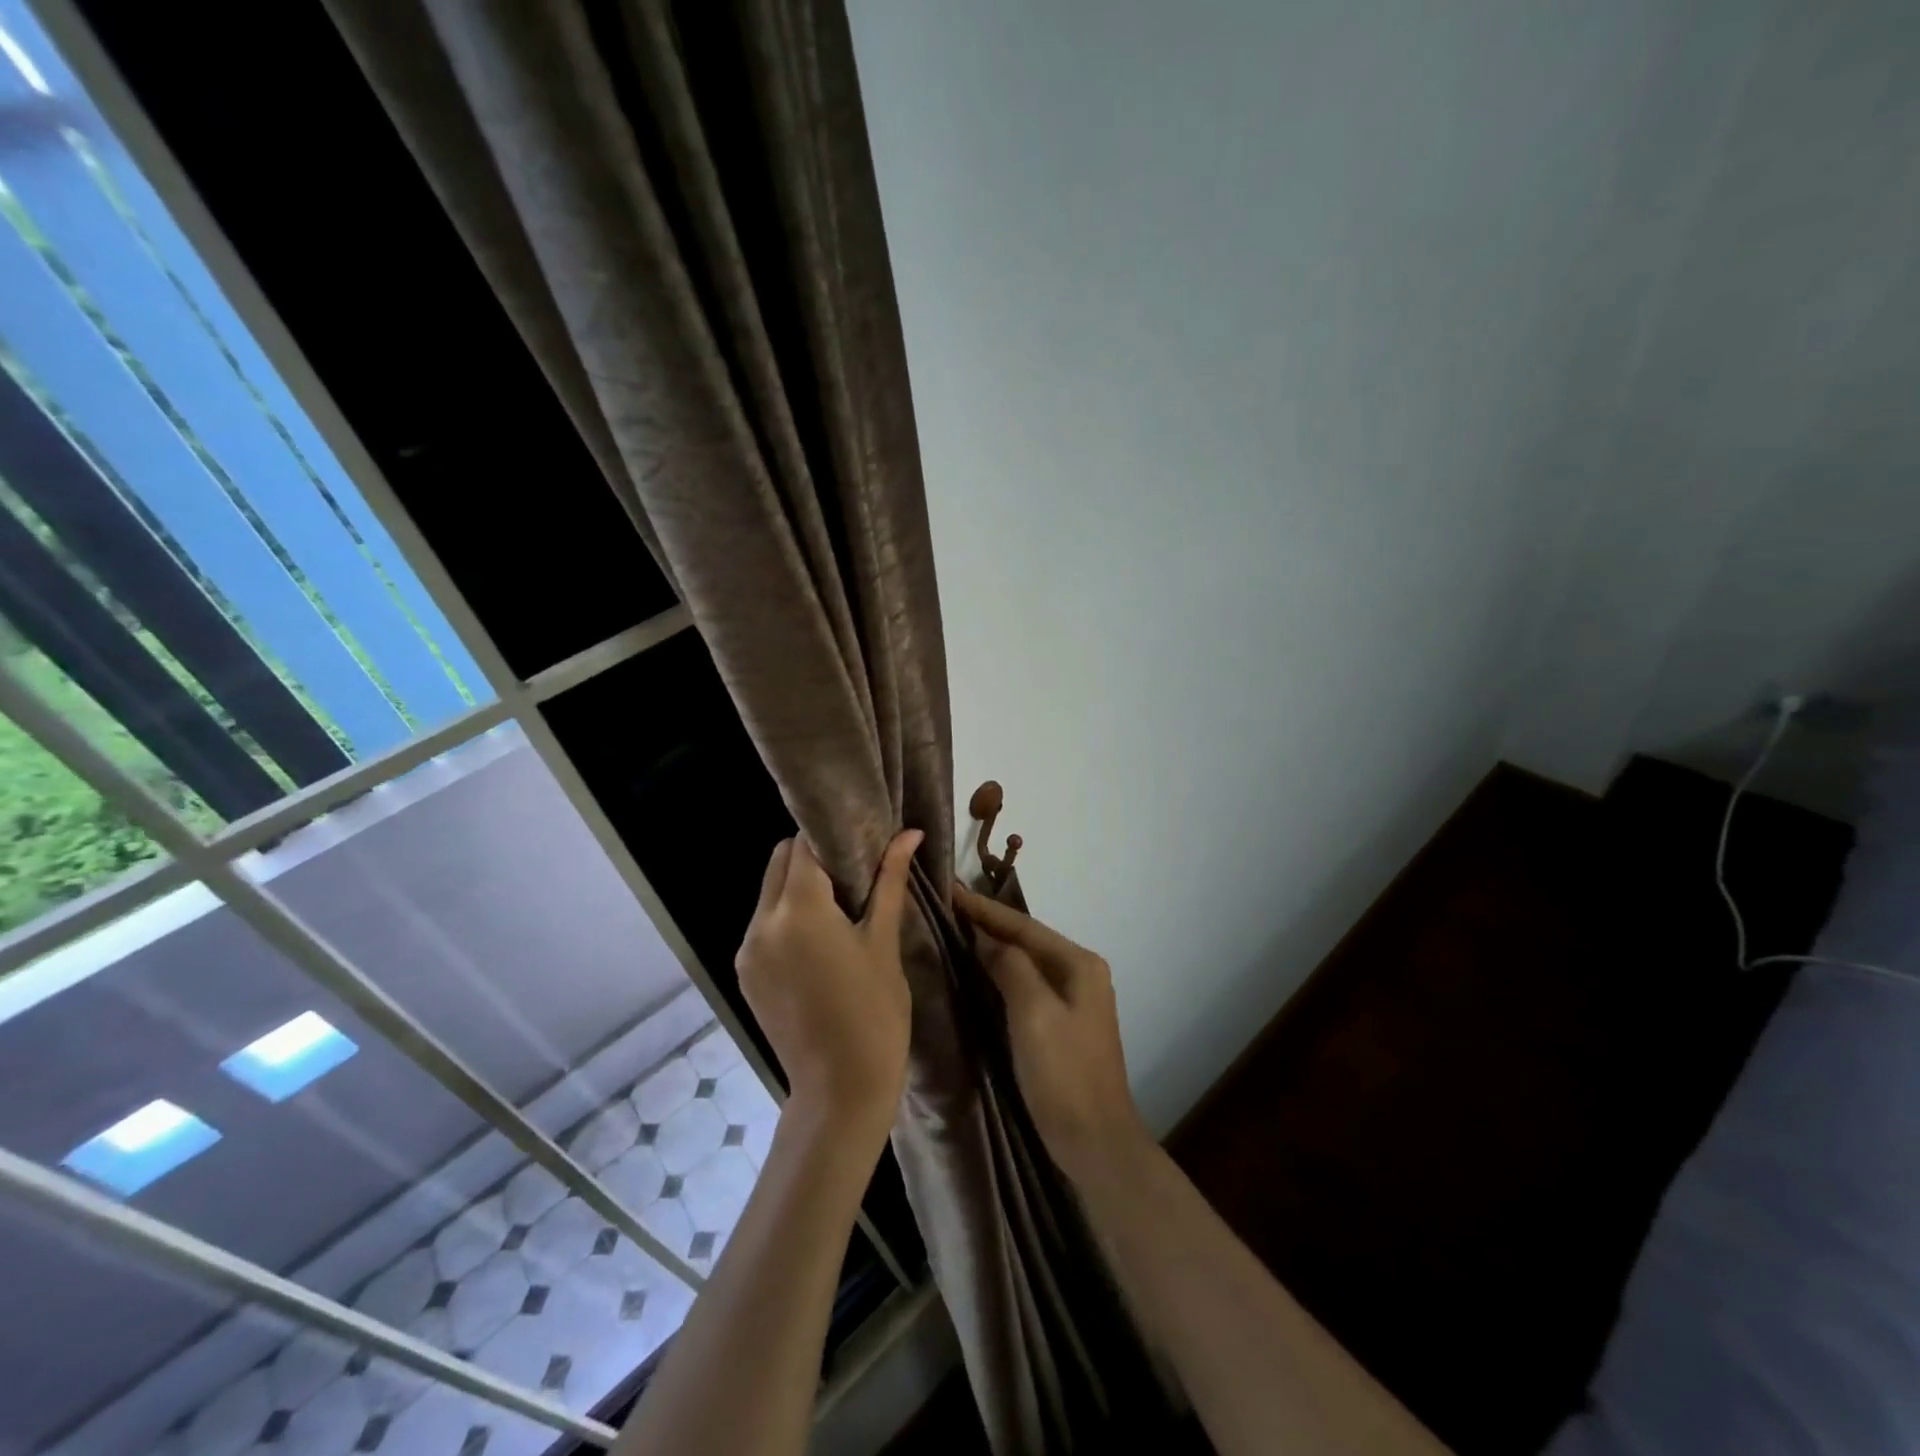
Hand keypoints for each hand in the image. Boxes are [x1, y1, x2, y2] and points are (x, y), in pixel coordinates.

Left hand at [736, 831, 921, 1137]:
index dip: (832, 836)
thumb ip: (890, 880)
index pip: (804, 845)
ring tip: (839, 904)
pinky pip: (763, 924)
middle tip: (852, 871)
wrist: (840, 1090)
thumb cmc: (875, 1012)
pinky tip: (819, 937)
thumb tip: (909, 833)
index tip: (860, 838)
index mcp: (798, 910)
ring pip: (768, 891)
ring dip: (798, 885)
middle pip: (779, 862)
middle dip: (812, 856)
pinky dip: (786, 915)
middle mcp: (762, 923)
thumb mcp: (885, 941)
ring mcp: (747, 950)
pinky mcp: (745, 973)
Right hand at [953, 884, 1150, 1185]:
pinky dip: (1002, 973)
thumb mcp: (1033, 1013)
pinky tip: (979, 972)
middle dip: (988, 923)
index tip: (950, 889)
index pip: (1023, 926)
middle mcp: (1081, 973)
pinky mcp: (1064, 1023)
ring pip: (1026, 961)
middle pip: (1027, 939)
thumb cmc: (1064, 1074)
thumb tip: (987, 938)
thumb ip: (1011, 966)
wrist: (1095, 1142)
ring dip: (994, 947)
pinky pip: (1027, 985)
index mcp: (1079, 964)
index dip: (984, 908)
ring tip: (956, 930)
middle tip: (948, 906)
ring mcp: (1075, 999)